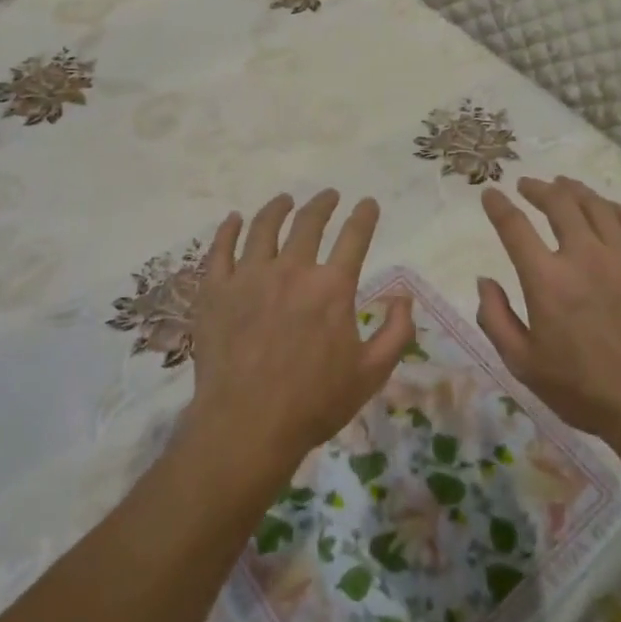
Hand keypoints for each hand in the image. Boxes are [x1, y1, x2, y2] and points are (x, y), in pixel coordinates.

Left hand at [187, 190, 414, 481]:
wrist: (246, 426)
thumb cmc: (314, 403)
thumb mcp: (371, 373)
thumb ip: (396, 332)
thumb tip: (405, 296)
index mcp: (332, 287)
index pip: (354, 237)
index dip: (364, 216)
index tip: (368, 203)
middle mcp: (292, 270)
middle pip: (308, 223)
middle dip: (322, 204)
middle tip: (329, 196)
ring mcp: (249, 276)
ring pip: (264, 228)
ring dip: (277, 208)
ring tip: (284, 200)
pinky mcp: (216, 290)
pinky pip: (221, 249)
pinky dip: (229, 230)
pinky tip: (234, 219)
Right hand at [476, 176, 620, 444]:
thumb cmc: (585, 391)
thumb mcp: (523, 365)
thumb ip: (496, 319)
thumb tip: (484, 281)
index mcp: (548, 280)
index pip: (515, 227)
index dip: (499, 206)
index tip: (491, 193)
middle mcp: (586, 257)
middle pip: (558, 203)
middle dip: (537, 188)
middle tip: (528, 185)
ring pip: (596, 206)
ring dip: (574, 191)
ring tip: (563, 186)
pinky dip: (614, 208)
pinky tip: (606, 208)